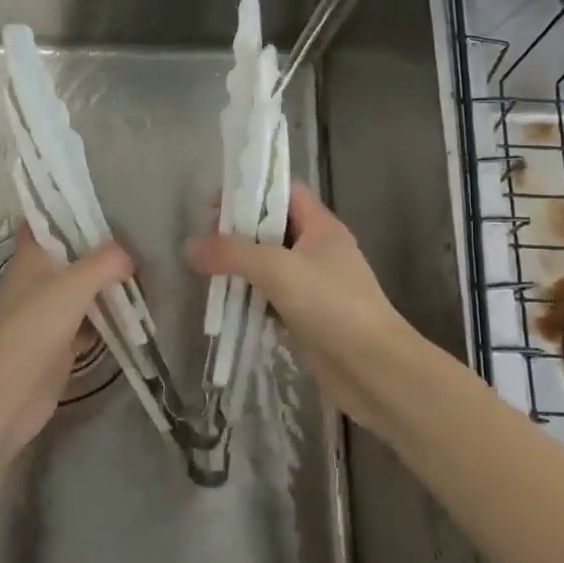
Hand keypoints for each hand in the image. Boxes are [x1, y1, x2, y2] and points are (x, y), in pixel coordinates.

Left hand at [0, 224, 132, 456]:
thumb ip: (104, 263)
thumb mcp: (73, 285)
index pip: (42, 223)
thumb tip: (128, 254)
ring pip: (80, 290)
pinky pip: (87, 322)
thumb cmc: (35, 327)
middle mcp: (35, 282)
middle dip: (97, 250)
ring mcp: (46, 314)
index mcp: (30, 259)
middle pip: (68, 257)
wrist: (11, 393)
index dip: (63, 211)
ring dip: (105, 285)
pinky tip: (133, 314)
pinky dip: (107, 318)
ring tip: (142, 272)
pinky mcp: (58, 344)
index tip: (97, 203)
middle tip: (135, 239)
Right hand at [187, 182, 425, 444]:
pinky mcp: (306, 317)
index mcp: (321, 227)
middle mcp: (318, 251)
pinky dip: (249, 298)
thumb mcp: (277, 270)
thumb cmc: (331, 306)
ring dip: (240, 269)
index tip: (215, 206)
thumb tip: (189, 246)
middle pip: (272, 228)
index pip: (284, 192)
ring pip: (269, 266)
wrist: (374, 370)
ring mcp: (314, 286)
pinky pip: (271, 298)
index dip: (251, 191)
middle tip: (205, 244)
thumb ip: (231, 253)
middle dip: (238, 233)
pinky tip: (225, 305)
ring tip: (207, 273)